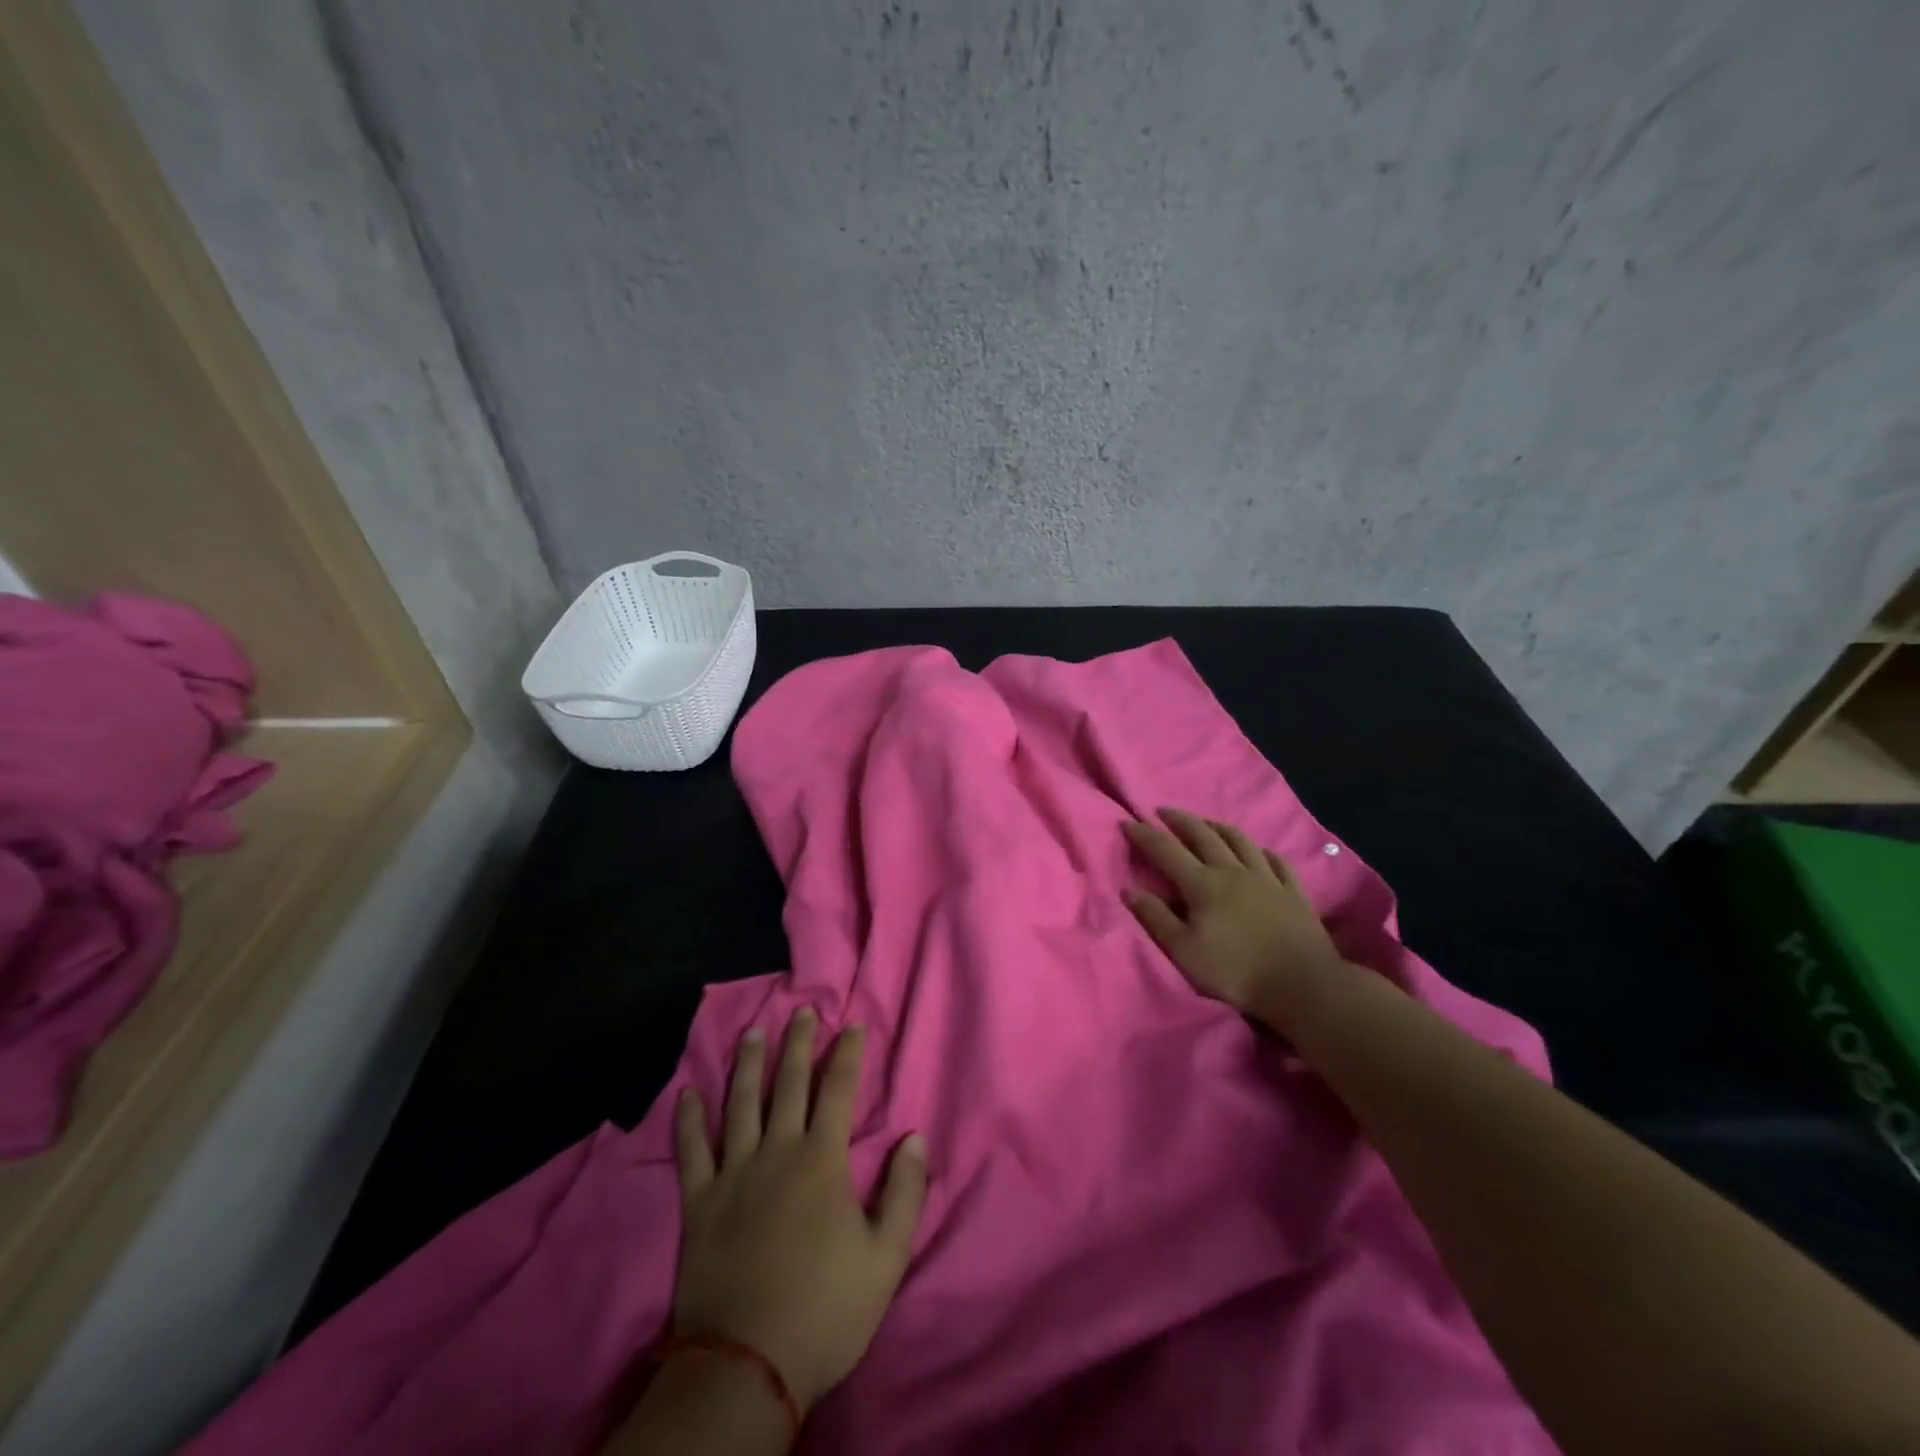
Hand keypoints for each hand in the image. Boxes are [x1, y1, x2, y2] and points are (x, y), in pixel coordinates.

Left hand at [671, 1010, 927, 1413]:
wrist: (746, 1365)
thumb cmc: (824, 1310)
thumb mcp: (886, 1258)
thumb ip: (904, 1193)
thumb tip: (914, 1138)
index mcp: (822, 1159)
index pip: (838, 1090)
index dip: (847, 1054)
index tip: (852, 1025)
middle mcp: (777, 1151)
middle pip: (789, 1083)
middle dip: (799, 1043)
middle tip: (802, 1011)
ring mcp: (733, 1173)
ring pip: (740, 1104)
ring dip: (748, 1064)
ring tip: (752, 1032)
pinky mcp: (698, 1202)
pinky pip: (690, 1151)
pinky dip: (688, 1121)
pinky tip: (688, 1095)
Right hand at [1122, 808, 1348, 1029]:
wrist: (1302, 983)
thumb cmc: (1235, 971)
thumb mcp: (1184, 951)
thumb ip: (1156, 918)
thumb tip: (1129, 890)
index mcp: (1203, 884)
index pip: (1166, 851)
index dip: (1145, 835)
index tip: (1128, 822)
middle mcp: (1233, 871)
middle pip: (1203, 835)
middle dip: (1180, 820)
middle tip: (1163, 811)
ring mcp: (1266, 878)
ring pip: (1240, 841)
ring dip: (1218, 827)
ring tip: (1206, 823)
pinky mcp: (1293, 891)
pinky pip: (1276, 861)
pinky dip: (1262, 851)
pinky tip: (1259, 851)